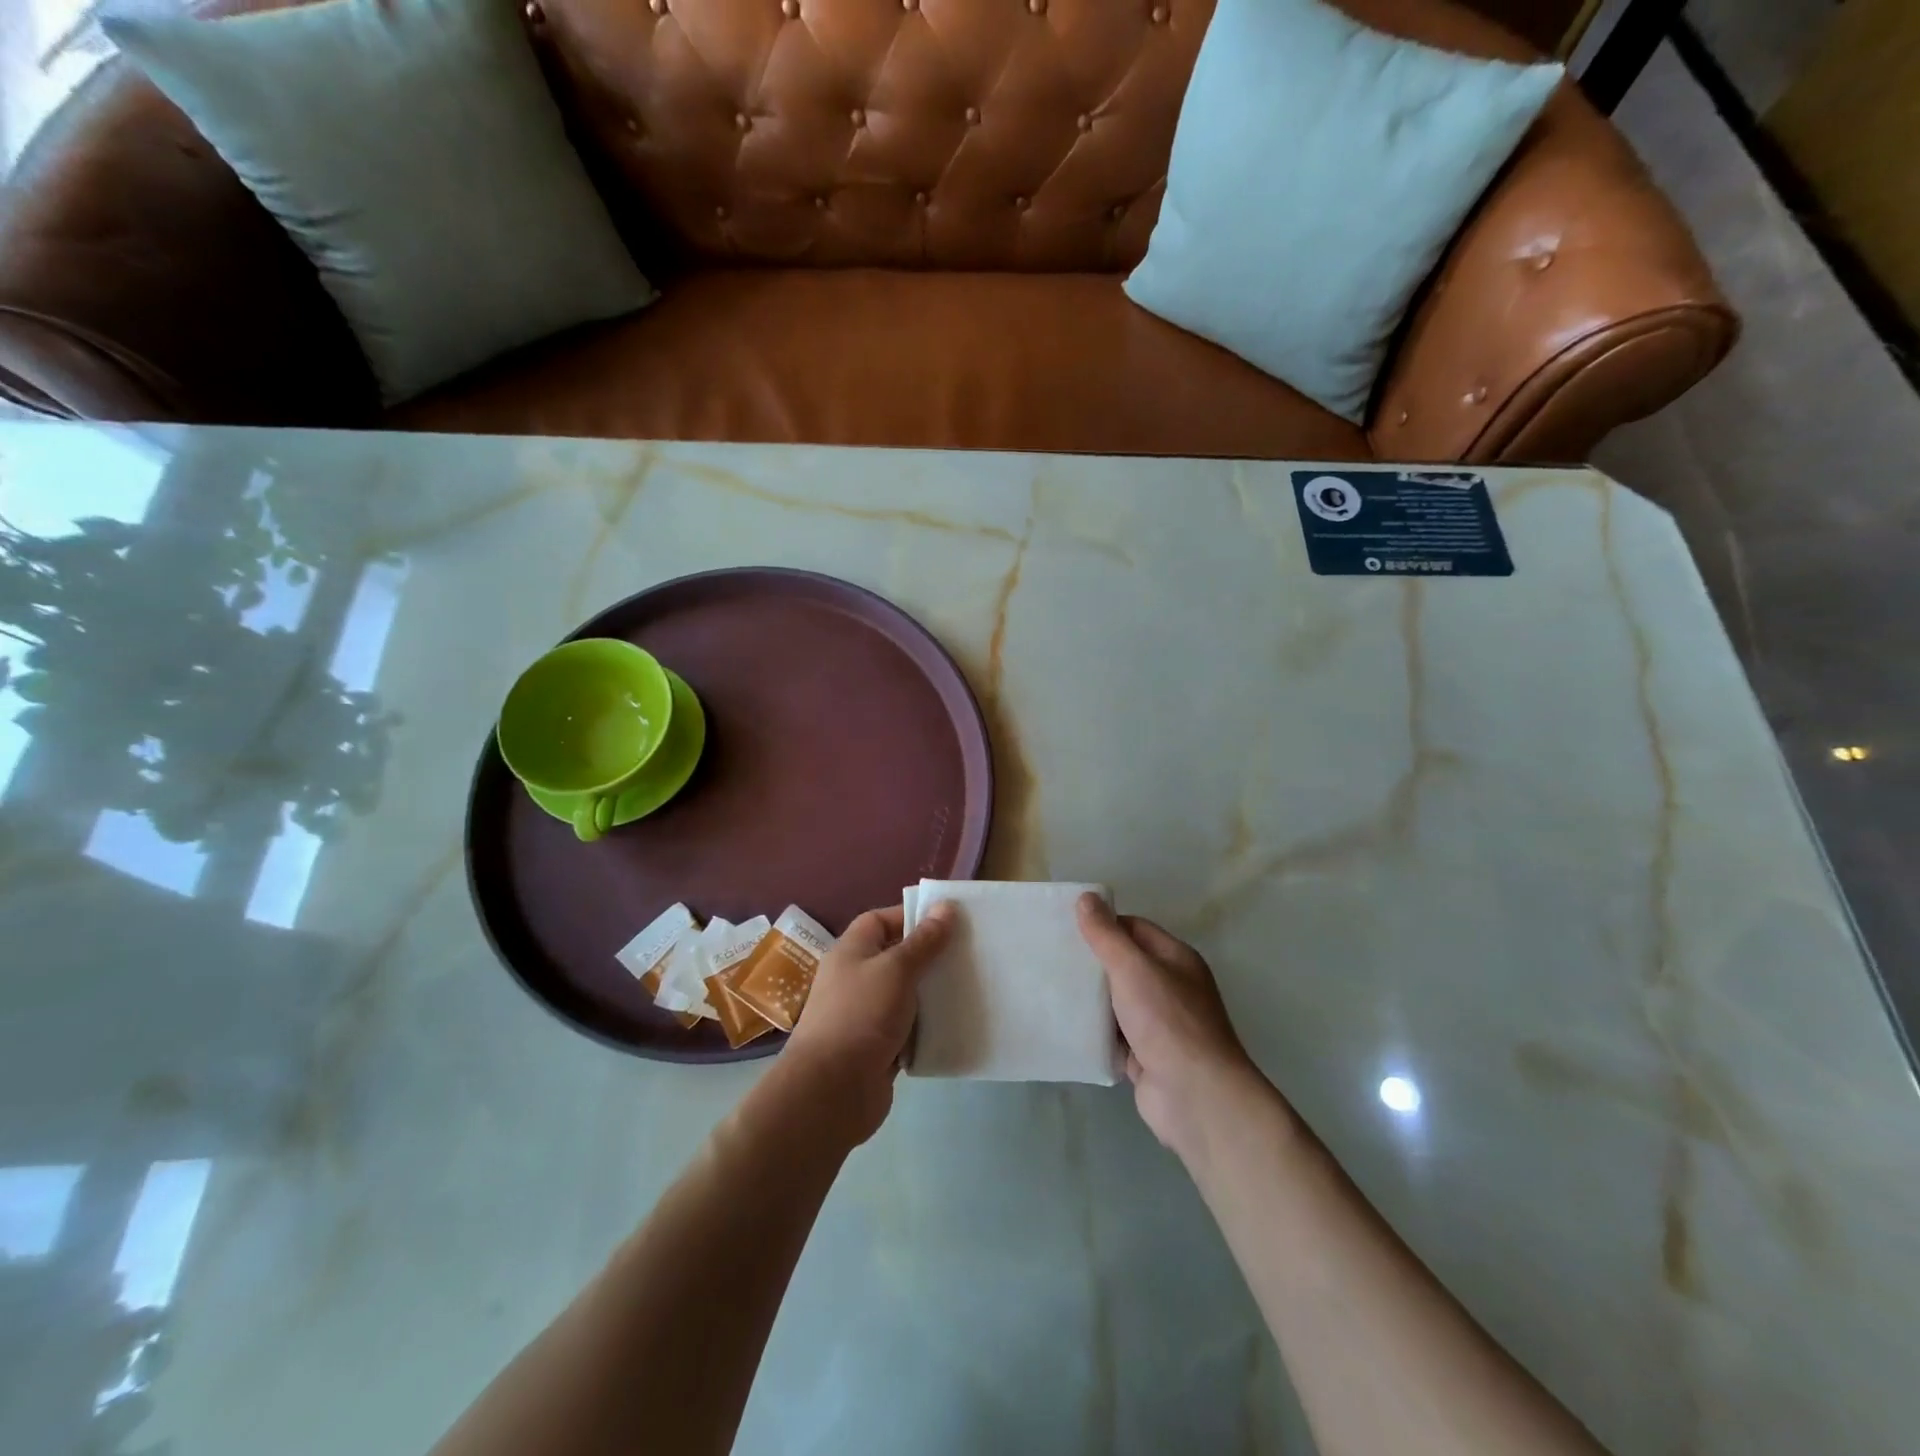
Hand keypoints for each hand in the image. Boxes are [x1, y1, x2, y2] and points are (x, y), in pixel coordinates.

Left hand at [785, 902, 954, 1143]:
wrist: (832, 1090)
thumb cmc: (861, 1015)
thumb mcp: (896, 969)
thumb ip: (923, 941)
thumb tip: (944, 906)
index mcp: (852, 951)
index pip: (881, 920)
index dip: (911, 916)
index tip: (949, 920)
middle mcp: (857, 979)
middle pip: (898, 957)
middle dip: (930, 955)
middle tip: (969, 952)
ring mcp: (867, 1015)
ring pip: (907, 995)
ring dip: (933, 993)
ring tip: (972, 984)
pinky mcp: (880, 1047)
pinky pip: (910, 1029)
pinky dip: (929, 1026)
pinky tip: (958, 1022)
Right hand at [1077, 894, 1265, 1158]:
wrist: (1195, 1096)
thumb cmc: (1167, 1021)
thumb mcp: (1133, 968)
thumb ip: (1107, 935)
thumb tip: (1087, 897)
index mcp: (1176, 960)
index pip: (1134, 929)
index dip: (1103, 925)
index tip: (1066, 927)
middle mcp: (1170, 988)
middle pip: (1124, 966)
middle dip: (1091, 962)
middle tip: (1051, 955)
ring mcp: (1159, 1025)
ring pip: (1117, 1003)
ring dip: (1090, 999)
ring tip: (1049, 987)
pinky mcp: (1145, 1057)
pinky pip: (1114, 1036)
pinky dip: (1094, 1032)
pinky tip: (1064, 1025)